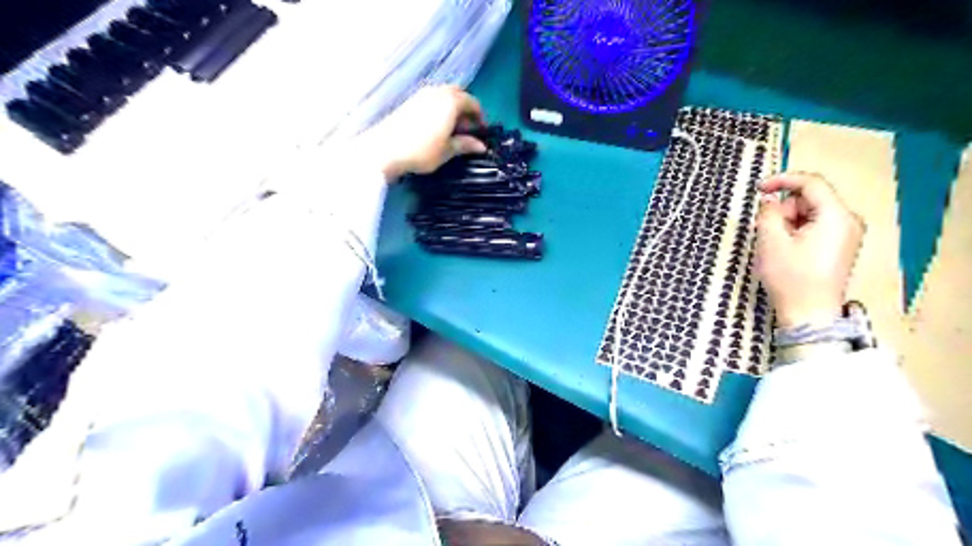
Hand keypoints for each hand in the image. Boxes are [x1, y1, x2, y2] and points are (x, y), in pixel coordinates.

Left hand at [360, 83, 489, 179]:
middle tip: (467, 129)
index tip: (481, 131)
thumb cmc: (422, 150)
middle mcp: (437, 92)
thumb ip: (465, 144)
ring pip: (443, 95)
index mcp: (451, 101)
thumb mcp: (447, 150)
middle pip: (458, 94)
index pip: (472, 102)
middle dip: (466, 109)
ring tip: (452, 129)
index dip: (480, 117)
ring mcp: (422, 94)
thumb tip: (481, 146)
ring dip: (452, 108)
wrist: (385, 148)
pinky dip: (440, 109)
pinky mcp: (410, 101)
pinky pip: (432, 99)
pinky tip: (436, 127)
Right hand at [755, 172, 860, 328]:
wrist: (809, 314)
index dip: (782, 180)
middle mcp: (848, 221)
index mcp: (836, 216)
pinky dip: (796, 232)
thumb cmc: (790, 276)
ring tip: (774, 245)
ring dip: (787, 223)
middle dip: (783, 209)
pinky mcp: (839, 248)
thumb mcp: (771, 241)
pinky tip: (785, 250)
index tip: (757, 189)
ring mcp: (846, 235)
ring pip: (810, 214)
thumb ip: (768, 213)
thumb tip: (769, 201)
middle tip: (765, 230)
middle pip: (810, 200)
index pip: (811, 183)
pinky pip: (815, 228)